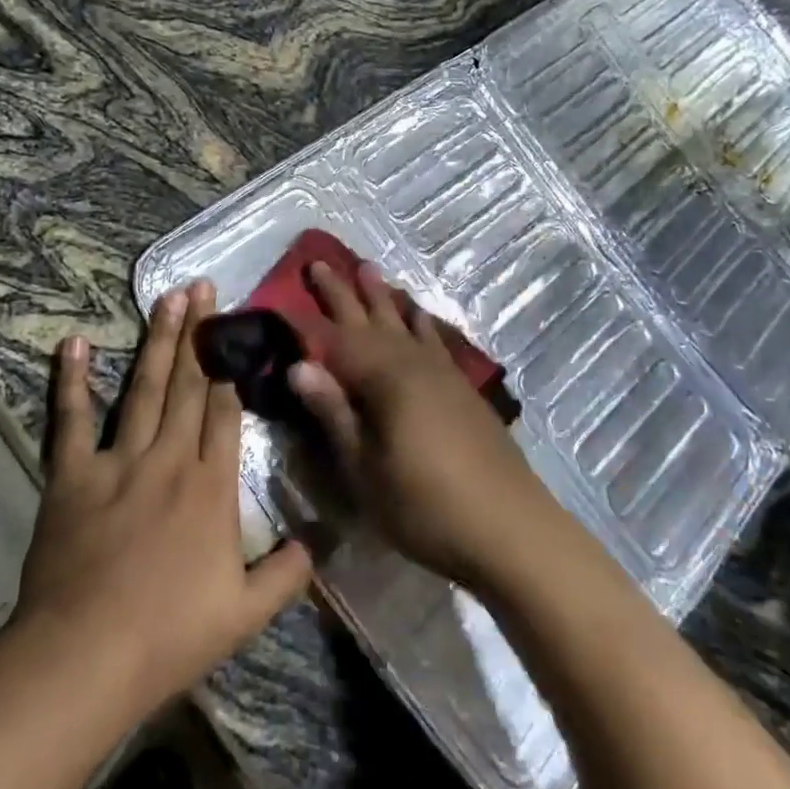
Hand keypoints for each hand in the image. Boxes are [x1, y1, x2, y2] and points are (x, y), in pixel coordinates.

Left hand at [9, 281, 313, 722]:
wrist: (86, 658)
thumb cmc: (169, 636)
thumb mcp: (245, 614)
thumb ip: (288, 574)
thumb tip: (322, 541)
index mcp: (212, 487)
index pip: (225, 412)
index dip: (231, 366)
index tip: (234, 326)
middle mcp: (170, 460)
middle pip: (189, 386)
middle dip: (199, 334)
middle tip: (202, 286)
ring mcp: (120, 461)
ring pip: (145, 388)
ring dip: (158, 341)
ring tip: (168, 297)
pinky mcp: (73, 474)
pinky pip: (72, 419)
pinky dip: (71, 380)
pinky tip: (73, 343)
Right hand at [288, 261, 559, 588]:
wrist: (510, 526)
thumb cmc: (426, 506)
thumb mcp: (366, 470)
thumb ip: (334, 414)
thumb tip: (298, 366)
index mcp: (383, 380)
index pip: (334, 341)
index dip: (306, 320)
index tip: (280, 296)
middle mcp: (410, 363)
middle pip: (369, 320)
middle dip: (342, 292)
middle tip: (319, 262)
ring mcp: (440, 372)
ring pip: (403, 321)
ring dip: (382, 296)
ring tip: (367, 267)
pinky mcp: (461, 386)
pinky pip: (433, 337)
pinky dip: (420, 320)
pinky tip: (417, 312)